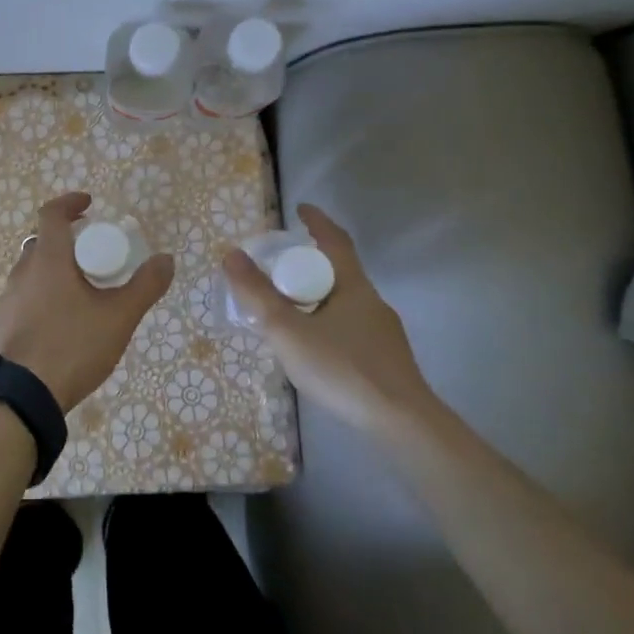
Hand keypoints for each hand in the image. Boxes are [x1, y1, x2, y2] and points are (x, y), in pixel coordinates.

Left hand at [0, 192, 174, 413]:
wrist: (19, 398)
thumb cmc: (71, 347)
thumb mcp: (118, 318)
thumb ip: (145, 286)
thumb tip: (166, 259)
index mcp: (48, 260)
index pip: (52, 214)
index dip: (70, 203)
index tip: (89, 205)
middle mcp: (21, 272)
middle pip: (42, 244)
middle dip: (67, 243)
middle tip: (92, 257)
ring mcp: (5, 301)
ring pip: (31, 274)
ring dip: (53, 273)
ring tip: (80, 296)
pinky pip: (21, 302)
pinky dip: (40, 301)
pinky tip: (57, 328)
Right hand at [223, 203, 436, 430]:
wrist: (401, 424)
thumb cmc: (343, 368)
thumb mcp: (288, 330)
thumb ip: (257, 294)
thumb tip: (231, 254)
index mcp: (352, 285)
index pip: (334, 240)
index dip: (316, 221)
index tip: (300, 209)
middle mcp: (371, 301)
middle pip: (339, 270)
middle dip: (311, 263)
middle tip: (281, 266)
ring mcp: (383, 332)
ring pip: (345, 301)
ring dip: (318, 296)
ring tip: (290, 309)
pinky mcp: (386, 359)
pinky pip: (351, 326)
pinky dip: (328, 322)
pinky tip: (315, 346)